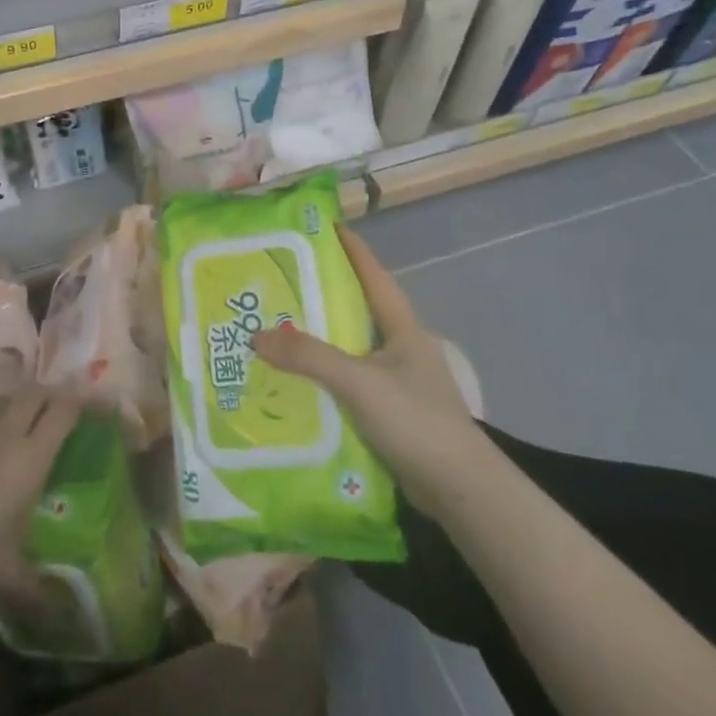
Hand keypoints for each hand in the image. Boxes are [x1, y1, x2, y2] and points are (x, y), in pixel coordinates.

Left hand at [0, 388, 79, 600]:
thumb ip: (38, 589)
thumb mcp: (8, 576)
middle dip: (47, 397)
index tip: (84, 407)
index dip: (77, 404)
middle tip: (51, 412)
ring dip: (12, 404)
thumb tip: (61, 614)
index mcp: (31, 459)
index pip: (63, 413)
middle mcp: (6, 432)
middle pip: (34, 394)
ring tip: (13, 419)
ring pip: (0, 398)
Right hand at [252, 225, 486, 516]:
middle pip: (358, 309)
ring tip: (276, 327)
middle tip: (280, 279)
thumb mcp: (359, 382)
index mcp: (402, 329)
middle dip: (323, 293)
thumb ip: (309, 357)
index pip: (374, 275)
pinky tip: (295, 380)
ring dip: (318, 339)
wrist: (460, 490)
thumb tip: (256, 336)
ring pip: (350, 348)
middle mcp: (400, 348)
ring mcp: (397, 381)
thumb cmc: (416, 421)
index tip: (324, 225)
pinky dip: (323, 375)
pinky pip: (348, 382)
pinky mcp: (389, 411)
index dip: (351, 249)